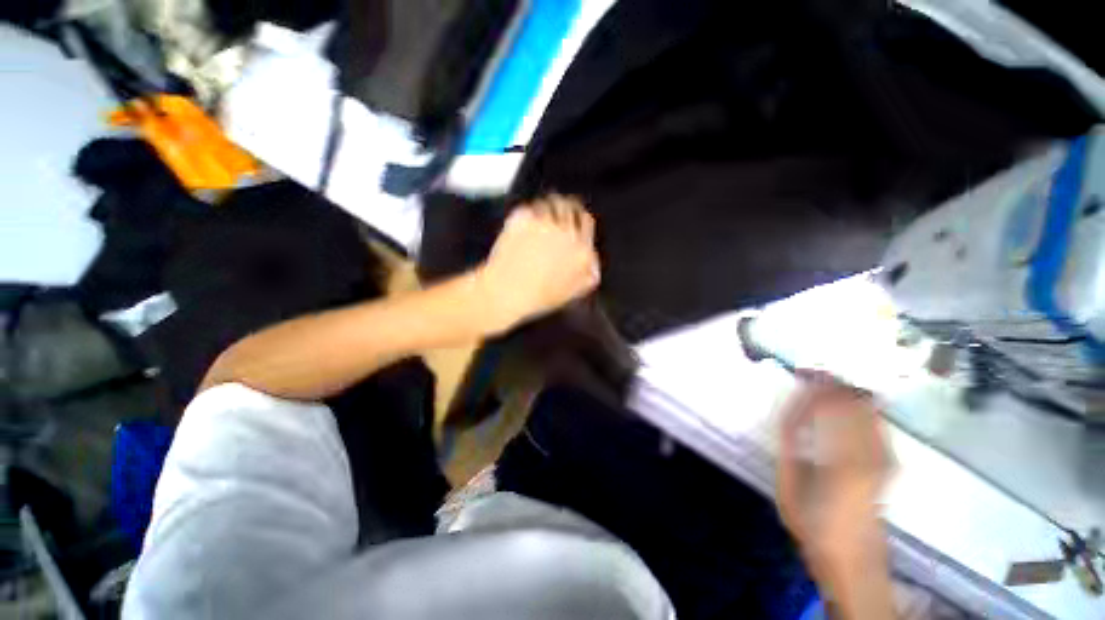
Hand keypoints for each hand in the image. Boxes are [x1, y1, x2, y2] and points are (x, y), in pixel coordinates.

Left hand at [476, 194, 600, 332]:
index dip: (580, 220)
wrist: (507, 292)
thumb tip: (593, 269)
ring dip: (548, 207)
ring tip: (541, 212)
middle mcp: (568, 233)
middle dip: (566, 207)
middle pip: (571, 207)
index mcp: (582, 252)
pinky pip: (529, 208)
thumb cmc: (537, 297)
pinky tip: (524, 220)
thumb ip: (586, 278)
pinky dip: (527, 212)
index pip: (587, 223)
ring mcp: (545, 223)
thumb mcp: (570, 294)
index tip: (574, 220)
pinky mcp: (525, 218)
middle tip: (558, 210)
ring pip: (551, 203)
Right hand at [777, 371, 893, 618]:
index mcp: (842, 458)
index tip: (802, 372)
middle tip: (811, 372)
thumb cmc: (813, 523)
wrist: (854, 561)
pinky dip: (859, 407)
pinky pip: (875, 423)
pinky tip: (845, 404)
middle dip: (833, 383)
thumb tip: (791, 410)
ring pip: (869, 410)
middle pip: (855, 404)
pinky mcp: (889, 463)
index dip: (817, 386)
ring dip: (846, 392)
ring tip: (824, 383)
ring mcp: (885, 457)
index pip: (830, 408)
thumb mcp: (789, 484)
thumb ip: (790, 444)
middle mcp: (871, 453)